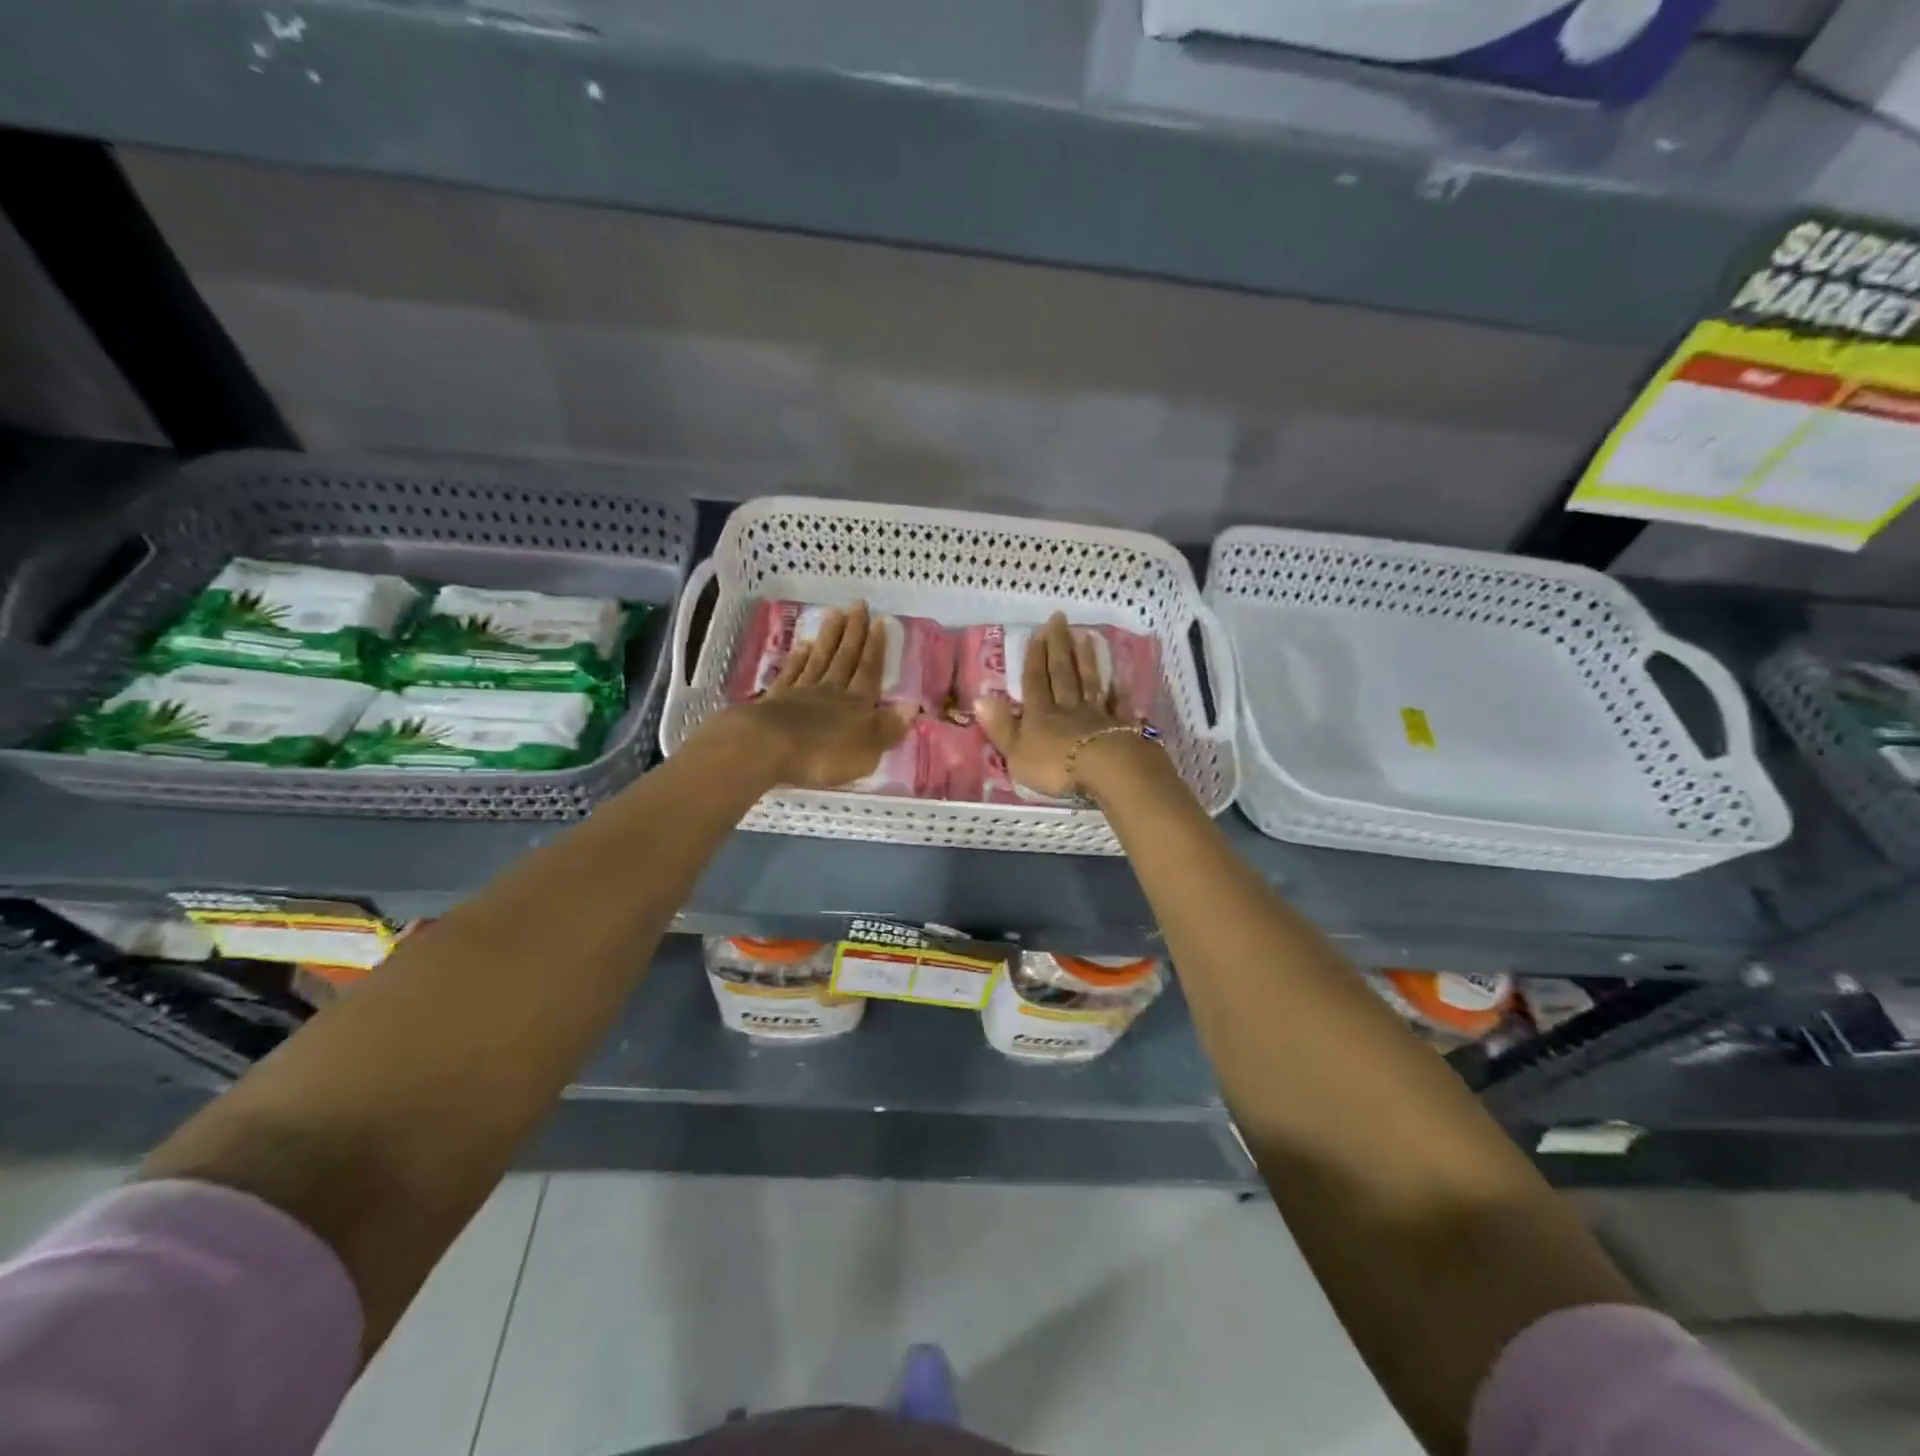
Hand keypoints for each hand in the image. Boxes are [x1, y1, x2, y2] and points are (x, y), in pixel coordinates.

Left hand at [716, 601, 915, 789]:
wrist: (768, 748)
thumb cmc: (824, 754)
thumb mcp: (867, 750)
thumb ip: (888, 728)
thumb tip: (912, 706)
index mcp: (857, 704)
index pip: (870, 671)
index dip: (877, 648)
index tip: (881, 621)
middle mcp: (831, 691)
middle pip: (845, 657)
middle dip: (854, 631)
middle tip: (858, 604)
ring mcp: (801, 692)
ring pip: (819, 658)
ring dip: (828, 636)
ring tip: (834, 613)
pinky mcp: (776, 699)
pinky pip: (791, 673)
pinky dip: (798, 658)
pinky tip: (802, 645)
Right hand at [974, 613, 1134, 799]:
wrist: (1103, 770)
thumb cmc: (1054, 765)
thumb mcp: (1016, 751)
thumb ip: (1000, 726)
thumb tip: (979, 698)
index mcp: (1040, 714)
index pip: (1035, 680)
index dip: (1034, 657)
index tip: (1037, 631)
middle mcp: (1067, 707)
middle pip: (1062, 673)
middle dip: (1059, 646)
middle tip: (1060, 618)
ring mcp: (1095, 715)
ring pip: (1088, 681)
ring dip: (1085, 659)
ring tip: (1085, 635)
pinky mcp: (1118, 727)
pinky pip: (1117, 704)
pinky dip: (1118, 690)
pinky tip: (1119, 677)